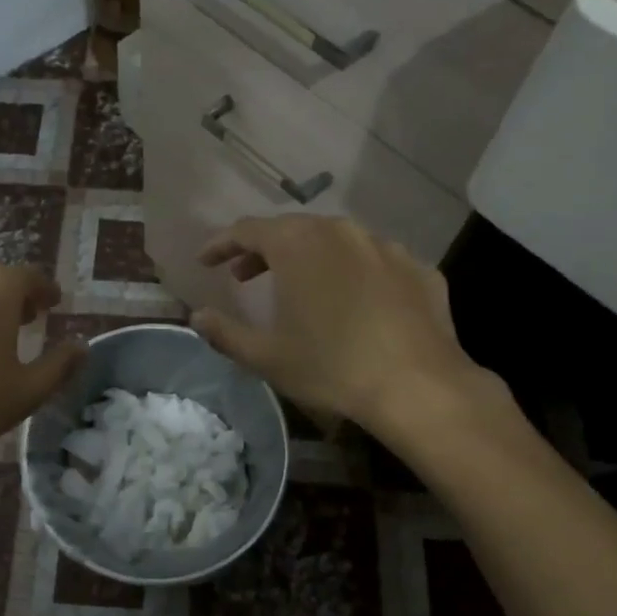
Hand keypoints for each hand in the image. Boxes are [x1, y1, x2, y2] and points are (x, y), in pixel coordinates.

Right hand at [191, 216, 503, 440]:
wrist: (418, 386)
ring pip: (336, 241)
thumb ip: (224, 332)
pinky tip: (355, 303)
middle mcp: (341, 231)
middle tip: (245, 276)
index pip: (247, 230)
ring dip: (309, 257)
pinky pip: (374, 262)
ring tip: (300, 287)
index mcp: (297, 244)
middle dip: (263, 250)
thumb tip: (197, 316)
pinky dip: (353, 274)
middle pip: (292, 229)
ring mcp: (385, 246)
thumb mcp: (265, 356)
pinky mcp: (419, 268)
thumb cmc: (330, 366)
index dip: (221, 244)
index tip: (206, 261)